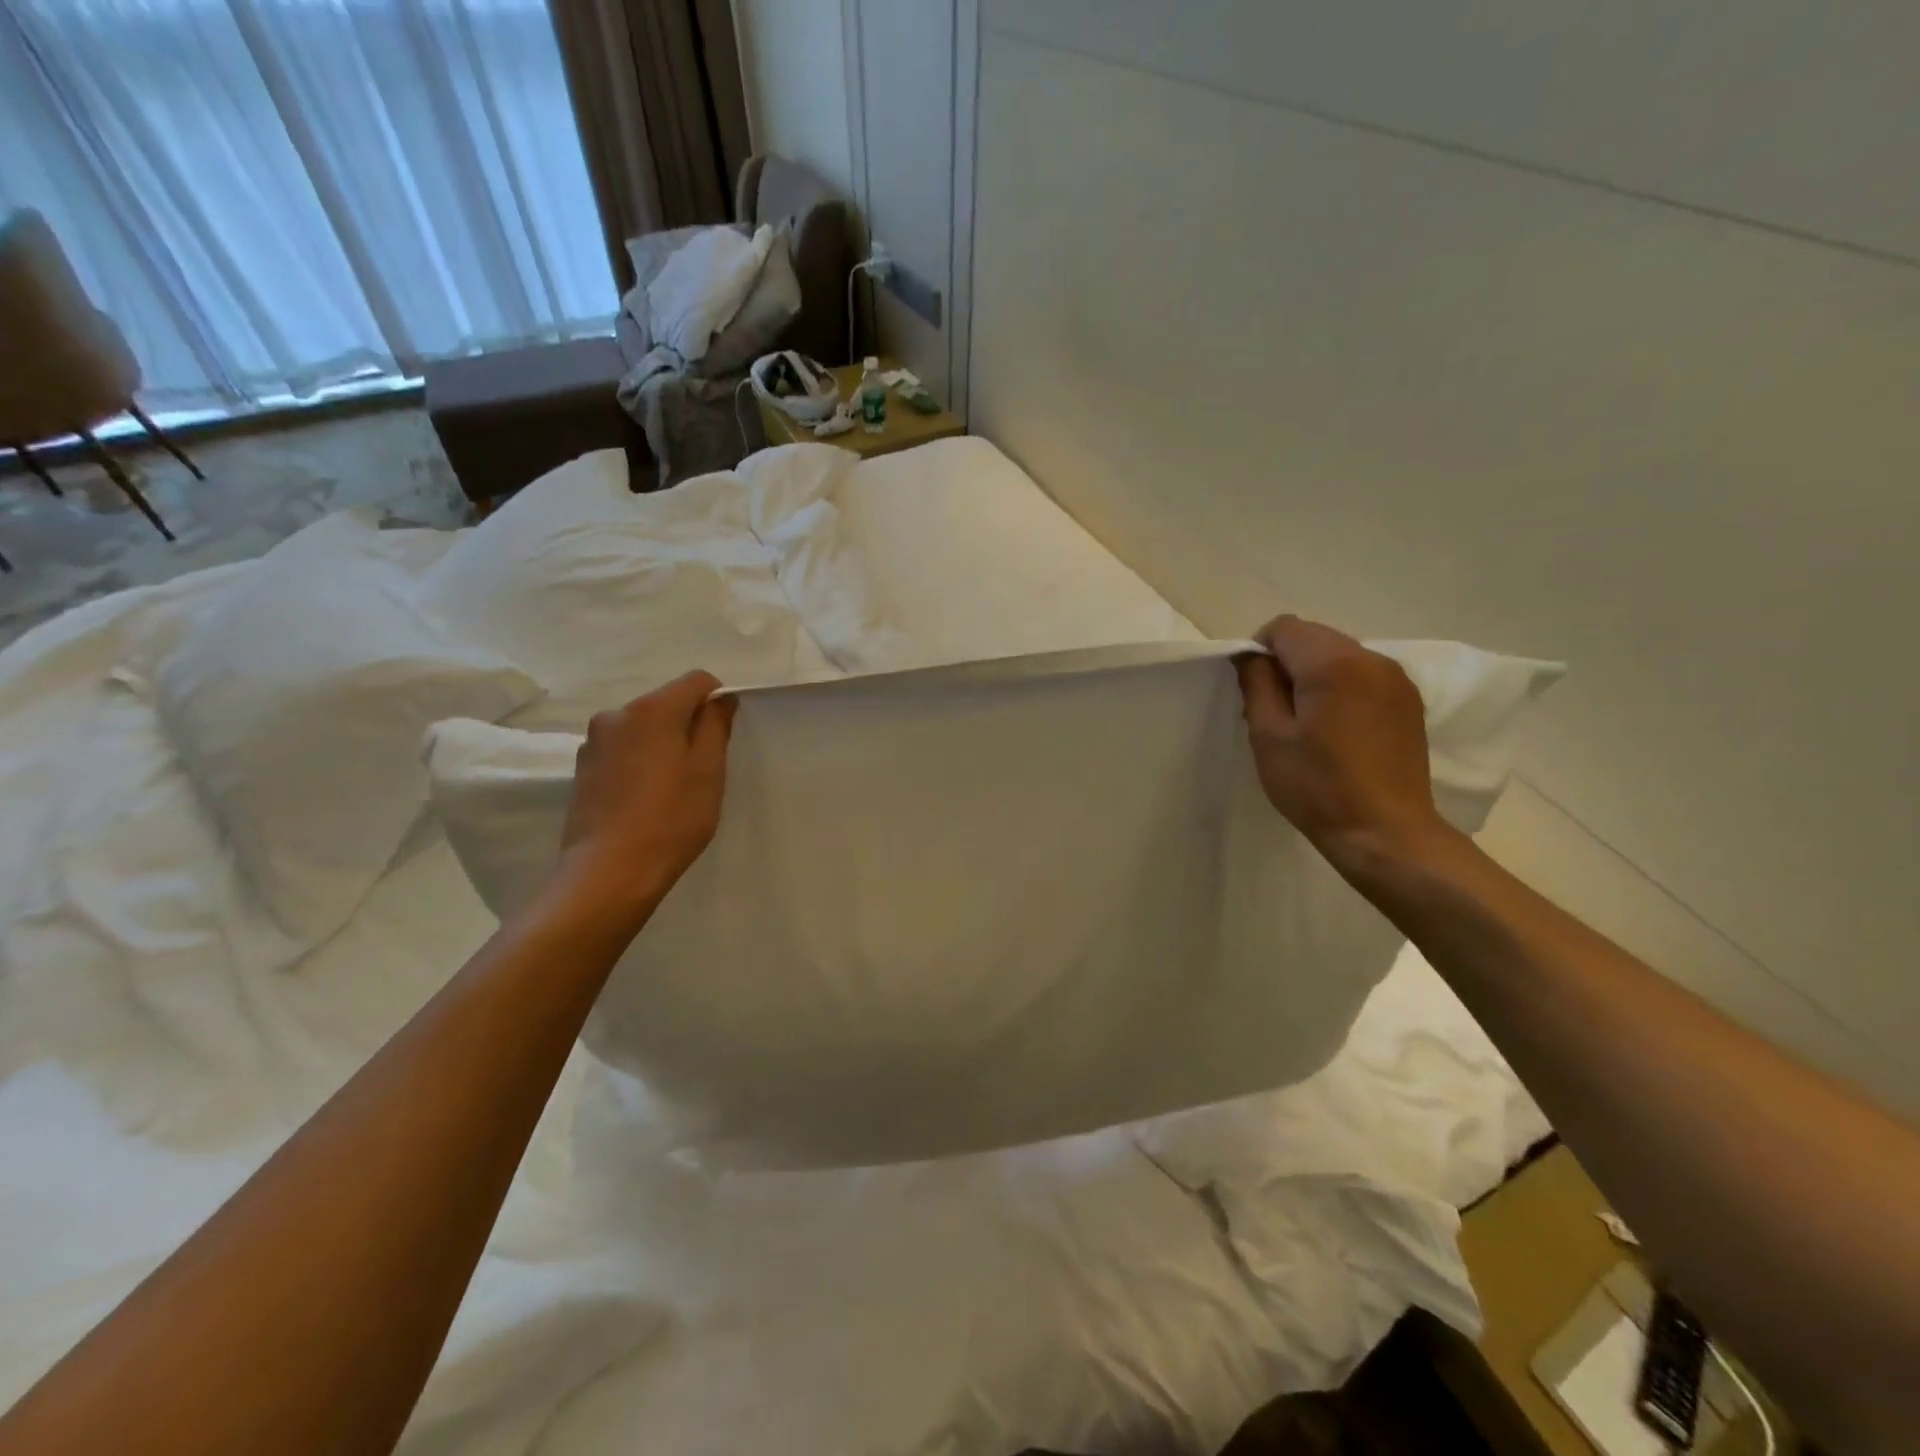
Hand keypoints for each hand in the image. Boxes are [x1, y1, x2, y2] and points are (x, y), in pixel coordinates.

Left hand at [552, 671, 736, 934]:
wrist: (608, 872)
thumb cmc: (671, 820)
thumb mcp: (708, 772)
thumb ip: (715, 726)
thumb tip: (721, 698)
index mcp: (652, 709)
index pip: (697, 680)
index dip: (717, 700)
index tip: (723, 736)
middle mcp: (616, 714)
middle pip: (667, 702)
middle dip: (688, 724)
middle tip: (701, 769)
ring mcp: (594, 741)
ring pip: (643, 726)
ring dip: (662, 743)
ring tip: (670, 787)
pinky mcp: (583, 767)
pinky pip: (623, 748)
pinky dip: (640, 760)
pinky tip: (644, 797)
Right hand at [1235, 616, 1455, 870]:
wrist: (1385, 832)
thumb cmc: (1317, 785)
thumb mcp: (1268, 735)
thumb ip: (1257, 684)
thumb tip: (1251, 656)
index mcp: (1333, 663)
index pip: (1284, 628)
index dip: (1260, 651)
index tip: (1255, 690)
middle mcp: (1371, 658)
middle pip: (1314, 637)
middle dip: (1287, 663)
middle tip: (1276, 711)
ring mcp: (1396, 678)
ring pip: (1339, 655)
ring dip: (1315, 676)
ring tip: (1307, 723)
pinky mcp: (1408, 701)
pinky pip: (1363, 676)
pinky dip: (1341, 688)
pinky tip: (1336, 730)